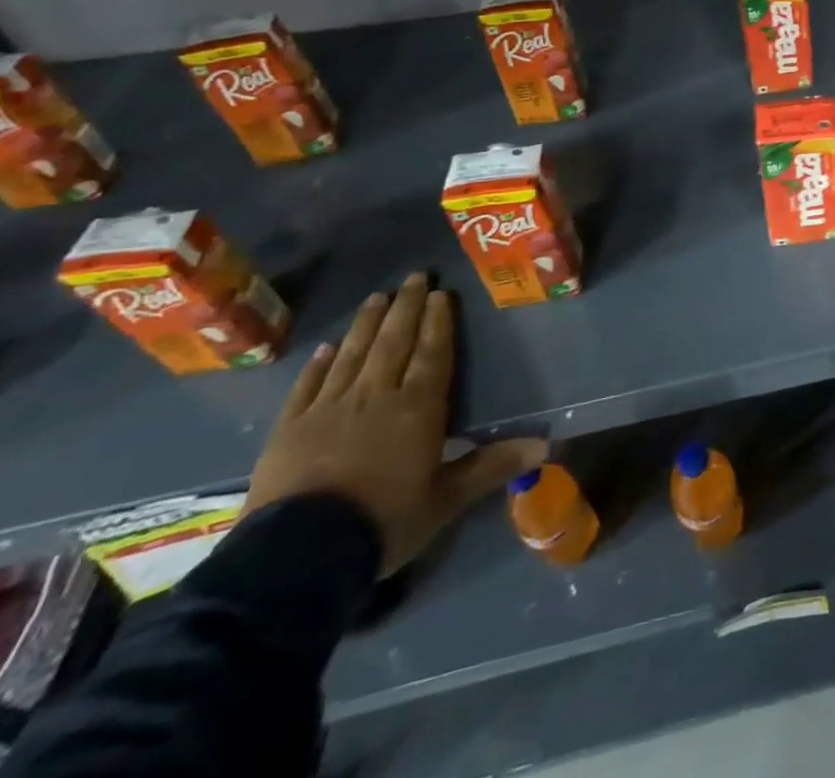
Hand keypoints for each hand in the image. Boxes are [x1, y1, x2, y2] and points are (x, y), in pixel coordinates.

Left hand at [244, 274, 547, 576]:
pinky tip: (327, 347)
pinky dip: (319, 363)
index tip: (442, 293)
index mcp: (417, 408)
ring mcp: (328, 408)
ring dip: (367, 323)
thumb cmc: (383, 522)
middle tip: (415, 276)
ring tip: (377, 296)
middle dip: (406, 307)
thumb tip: (545, 444)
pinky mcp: (289, 428)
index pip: (433, 353)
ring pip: (353, 353)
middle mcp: (375, 395)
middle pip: (394, 341)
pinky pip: (308, 385)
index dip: (439, 322)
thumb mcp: (445, 500)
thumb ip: (491, 467)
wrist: (297, 557)